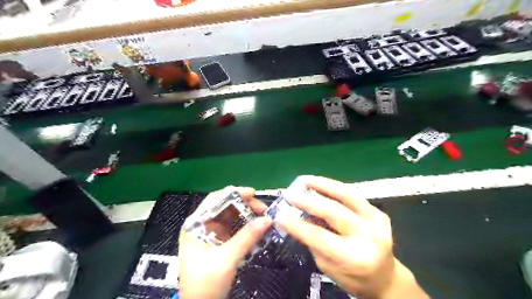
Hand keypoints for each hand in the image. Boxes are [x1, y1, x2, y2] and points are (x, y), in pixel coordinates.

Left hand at [178, 187, 271, 298]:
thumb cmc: (205, 284)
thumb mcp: (226, 259)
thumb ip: (247, 237)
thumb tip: (268, 219)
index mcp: (196, 225)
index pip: (214, 200)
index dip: (234, 193)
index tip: (253, 193)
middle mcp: (202, 225)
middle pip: (225, 206)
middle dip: (244, 205)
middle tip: (263, 209)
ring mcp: (211, 233)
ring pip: (231, 216)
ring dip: (247, 214)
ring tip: (263, 216)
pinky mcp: (220, 242)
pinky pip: (234, 227)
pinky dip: (246, 226)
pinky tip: (257, 227)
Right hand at [276, 176, 428, 298]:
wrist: (386, 278)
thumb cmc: (353, 278)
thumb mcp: (328, 267)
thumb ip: (314, 242)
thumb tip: (299, 217)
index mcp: (355, 257)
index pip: (319, 236)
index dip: (297, 224)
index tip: (279, 215)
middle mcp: (369, 237)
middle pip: (333, 212)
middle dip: (307, 201)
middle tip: (289, 194)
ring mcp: (377, 221)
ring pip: (347, 195)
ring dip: (323, 184)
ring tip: (305, 179)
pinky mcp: (379, 213)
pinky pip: (353, 196)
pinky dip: (335, 188)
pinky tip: (321, 184)